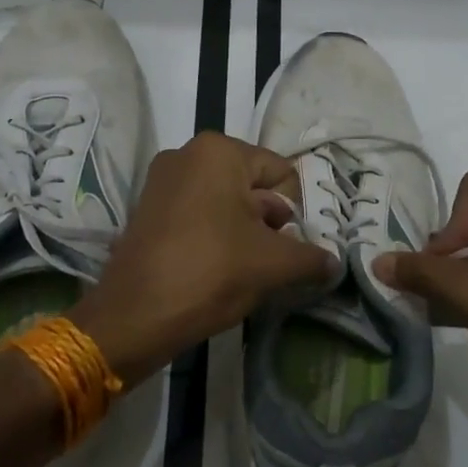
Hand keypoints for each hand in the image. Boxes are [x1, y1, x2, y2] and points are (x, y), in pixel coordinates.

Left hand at [72, 132, 336, 383]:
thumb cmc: (211, 272)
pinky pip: (198, 214)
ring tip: (247, 270)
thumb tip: (333, 263)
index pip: (280, 173)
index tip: (292, 247)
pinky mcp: (148, 209)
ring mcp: (162, 181)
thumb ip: (311, 257)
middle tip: (272, 261)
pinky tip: (219, 270)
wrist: (134, 315)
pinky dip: (216, 236)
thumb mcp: (273, 264)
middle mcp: (187, 153)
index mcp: (218, 151)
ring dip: (245, 233)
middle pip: (252, 186)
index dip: (295, 212)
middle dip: (270, 223)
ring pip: (225, 203)